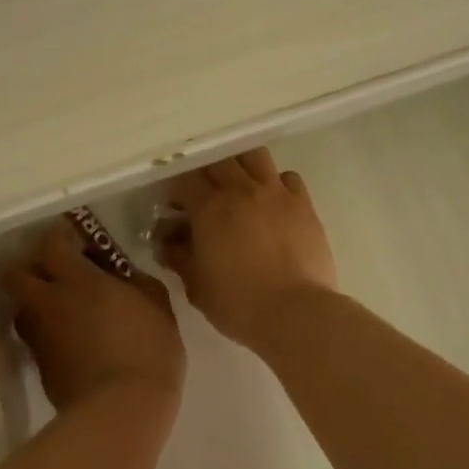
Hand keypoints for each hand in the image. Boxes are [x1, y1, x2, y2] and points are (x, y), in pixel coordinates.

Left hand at [4, 221, 185, 413]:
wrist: (121, 411)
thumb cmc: (147, 351)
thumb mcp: (157, 306)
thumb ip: (136, 282)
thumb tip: (122, 276)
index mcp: (77, 281)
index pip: (50, 245)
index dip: (58, 237)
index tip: (72, 239)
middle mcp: (49, 303)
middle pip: (16, 276)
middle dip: (31, 270)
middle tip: (56, 276)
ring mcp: (40, 338)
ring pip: (22, 310)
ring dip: (36, 305)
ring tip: (63, 313)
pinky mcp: (40, 368)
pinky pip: (35, 340)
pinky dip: (48, 336)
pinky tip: (72, 345)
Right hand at [156, 148, 336, 348]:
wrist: (296, 314)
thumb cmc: (238, 304)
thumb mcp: (196, 286)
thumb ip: (178, 258)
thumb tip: (165, 243)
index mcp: (209, 208)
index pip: (184, 178)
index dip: (176, 189)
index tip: (175, 207)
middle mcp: (242, 190)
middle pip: (218, 158)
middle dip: (205, 171)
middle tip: (204, 193)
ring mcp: (276, 193)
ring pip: (254, 155)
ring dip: (240, 164)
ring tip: (238, 185)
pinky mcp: (304, 204)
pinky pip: (287, 177)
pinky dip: (276, 182)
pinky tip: (272, 201)